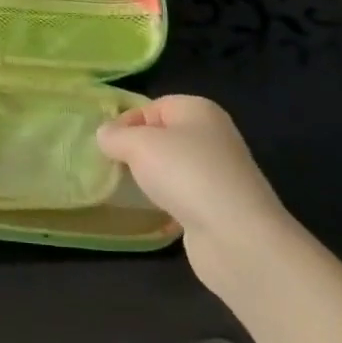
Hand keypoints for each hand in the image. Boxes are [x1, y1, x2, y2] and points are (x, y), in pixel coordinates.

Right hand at [97, 96, 289, 278]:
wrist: (237, 236)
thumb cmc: (185, 174)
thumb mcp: (139, 145)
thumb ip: (115, 136)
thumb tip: (105, 135)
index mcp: (198, 110)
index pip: (152, 106)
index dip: (126, 122)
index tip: (106, 146)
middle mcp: (212, 135)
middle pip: (163, 135)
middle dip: (137, 150)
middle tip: (114, 167)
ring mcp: (218, 172)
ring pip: (173, 166)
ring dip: (152, 177)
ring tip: (130, 190)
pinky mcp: (219, 205)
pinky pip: (183, 194)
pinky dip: (167, 201)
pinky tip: (154, 212)